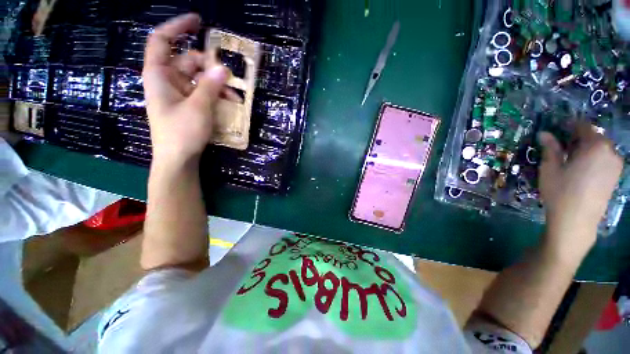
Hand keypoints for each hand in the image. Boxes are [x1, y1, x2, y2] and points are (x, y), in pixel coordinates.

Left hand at [143, 13, 228, 164]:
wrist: (178, 158)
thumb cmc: (181, 133)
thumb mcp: (198, 108)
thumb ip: (211, 86)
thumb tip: (224, 68)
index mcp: (159, 74)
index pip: (162, 40)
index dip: (178, 27)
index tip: (199, 22)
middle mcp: (168, 79)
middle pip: (189, 60)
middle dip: (211, 67)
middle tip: (230, 78)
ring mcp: (179, 92)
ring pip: (200, 77)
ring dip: (218, 84)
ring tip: (235, 96)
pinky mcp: (188, 103)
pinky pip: (203, 91)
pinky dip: (216, 94)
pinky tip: (230, 101)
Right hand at [538, 123, 622, 260]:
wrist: (576, 220)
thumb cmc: (561, 191)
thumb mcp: (550, 168)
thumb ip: (551, 148)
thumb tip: (544, 133)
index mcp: (595, 146)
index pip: (583, 127)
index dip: (569, 126)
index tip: (558, 129)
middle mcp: (610, 151)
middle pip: (594, 137)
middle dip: (579, 139)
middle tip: (563, 147)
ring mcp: (616, 164)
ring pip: (600, 148)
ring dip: (587, 149)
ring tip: (572, 160)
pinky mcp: (616, 176)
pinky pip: (605, 159)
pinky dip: (594, 159)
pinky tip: (583, 170)